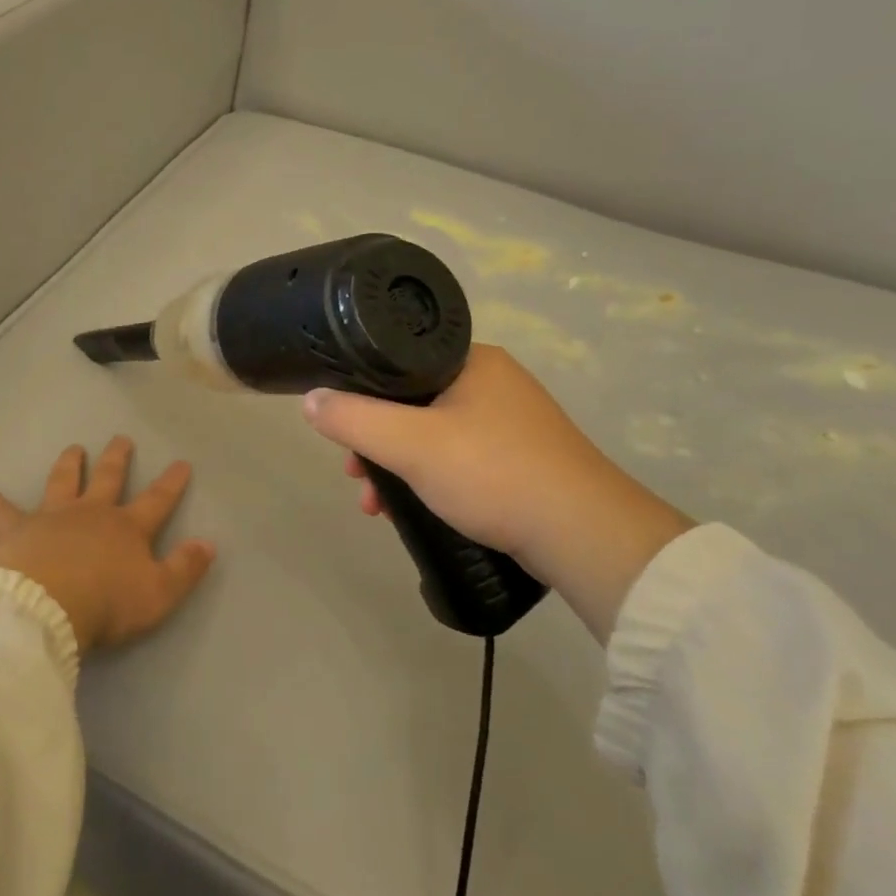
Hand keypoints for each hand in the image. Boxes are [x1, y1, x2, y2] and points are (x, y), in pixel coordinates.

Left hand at [0, 438, 215, 653]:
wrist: (46, 605)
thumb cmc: (107, 603)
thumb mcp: (158, 594)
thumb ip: (185, 568)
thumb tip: (208, 544)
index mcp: (127, 528)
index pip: (157, 500)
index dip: (171, 483)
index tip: (181, 463)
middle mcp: (91, 513)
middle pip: (108, 478)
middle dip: (117, 458)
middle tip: (121, 439)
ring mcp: (52, 517)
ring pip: (63, 481)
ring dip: (70, 464)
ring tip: (74, 449)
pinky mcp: (17, 530)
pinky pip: (4, 513)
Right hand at [302, 345, 690, 642]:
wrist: (584, 535)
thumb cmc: (493, 473)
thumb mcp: (410, 444)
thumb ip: (353, 419)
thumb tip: (310, 400)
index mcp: (472, 360)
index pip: (398, 361)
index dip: (360, 394)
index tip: (342, 430)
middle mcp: (494, 382)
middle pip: (412, 402)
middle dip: (376, 442)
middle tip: (356, 476)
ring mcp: (513, 422)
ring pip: (434, 435)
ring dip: (398, 467)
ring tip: (377, 507)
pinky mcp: (524, 459)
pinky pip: (460, 459)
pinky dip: (431, 480)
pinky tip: (415, 511)